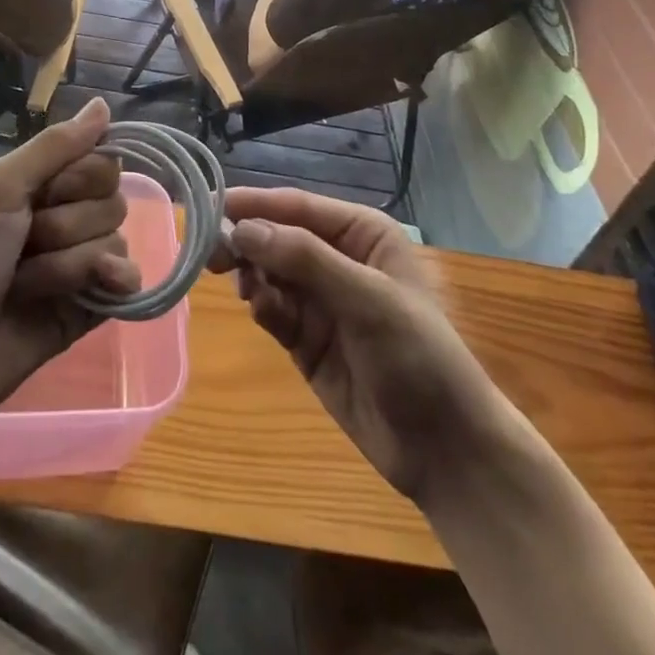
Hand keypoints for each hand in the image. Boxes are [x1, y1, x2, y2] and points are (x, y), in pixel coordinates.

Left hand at [0, 97, 139, 436]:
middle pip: (112, 199)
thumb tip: (104, 102)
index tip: (46, 194)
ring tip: (25, 285)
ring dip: (68, 264)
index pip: (101, 160)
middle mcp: (65, 217)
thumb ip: (54, 147)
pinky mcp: (90, 307)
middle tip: (23, 245)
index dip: (81, 178)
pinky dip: (113, 282)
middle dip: (68, 225)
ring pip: (115, 240)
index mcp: (42, 184)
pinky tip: (95, 290)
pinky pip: (129, 281)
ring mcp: (79, 264)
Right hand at [209, 188, 499, 505]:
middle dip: (247, 242)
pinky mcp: (306, 338)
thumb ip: (305, 260)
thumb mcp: (367, 299)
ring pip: (269, 271)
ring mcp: (320, 299)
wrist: (445, 449)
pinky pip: (272, 308)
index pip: (297, 206)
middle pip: (277, 236)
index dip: (255, 204)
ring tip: (248, 291)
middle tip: (211, 254)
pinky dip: (262, 306)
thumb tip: (242, 228)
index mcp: (361, 233)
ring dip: (253, 276)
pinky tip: (263, 313)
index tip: (209, 206)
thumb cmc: (418, 356)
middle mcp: (338, 257)